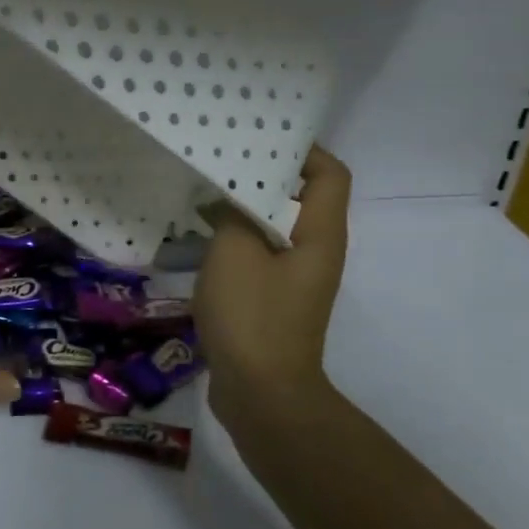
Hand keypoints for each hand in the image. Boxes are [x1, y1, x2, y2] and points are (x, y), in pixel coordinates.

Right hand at [193, 145, 351, 415]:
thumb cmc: (253, 316)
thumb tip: (231, 196)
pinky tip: (198, 236)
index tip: (259, 135)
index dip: (303, 149)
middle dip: (263, 174)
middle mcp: (315, 252)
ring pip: (274, 227)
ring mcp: (293, 279)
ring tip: (203, 189)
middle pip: (300, 197)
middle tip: (220, 157)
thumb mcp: (235, 253)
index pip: (330, 174)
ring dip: (243, 208)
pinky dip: (234, 239)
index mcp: (319, 235)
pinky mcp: (271, 300)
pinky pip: (257, 254)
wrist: (261, 393)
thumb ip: (234, 214)